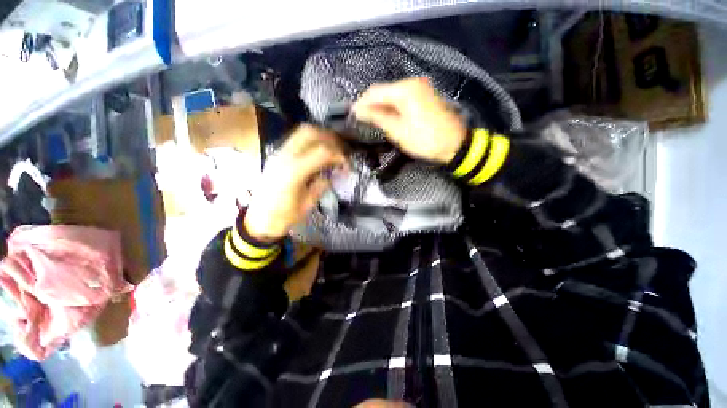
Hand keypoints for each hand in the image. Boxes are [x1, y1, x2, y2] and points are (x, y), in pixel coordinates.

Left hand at [245, 125, 347, 241]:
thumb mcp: (307, 204)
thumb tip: (332, 174)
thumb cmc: (284, 216)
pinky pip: (296, 138)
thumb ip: (321, 186)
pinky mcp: (277, 154)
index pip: (322, 151)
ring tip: (332, 148)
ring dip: (321, 136)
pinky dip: (311, 140)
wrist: (259, 219)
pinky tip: (319, 151)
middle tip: (341, 151)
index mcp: (294, 172)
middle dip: (330, 139)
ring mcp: (278, 153)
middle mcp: (285, 157)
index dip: (338, 155)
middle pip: (310, 133)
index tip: (346, 164)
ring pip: (302, 131)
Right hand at [353, 77, 466, 163]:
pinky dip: (391, 106)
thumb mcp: (398, 131)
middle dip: (370, 104)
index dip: (361, 103)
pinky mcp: (424, 95)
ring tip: (371, 119)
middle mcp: (412, 83)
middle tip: (360, 118)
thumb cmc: (425, 140)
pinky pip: (401, 97)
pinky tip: (386, 115)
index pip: (375, 92)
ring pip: (392, 94)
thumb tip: (359, 111)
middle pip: (383, 91)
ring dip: (380, 105)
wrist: (455, 143)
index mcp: (405, 90)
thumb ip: (378, 118)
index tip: (352, 114)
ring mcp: (420, 88)